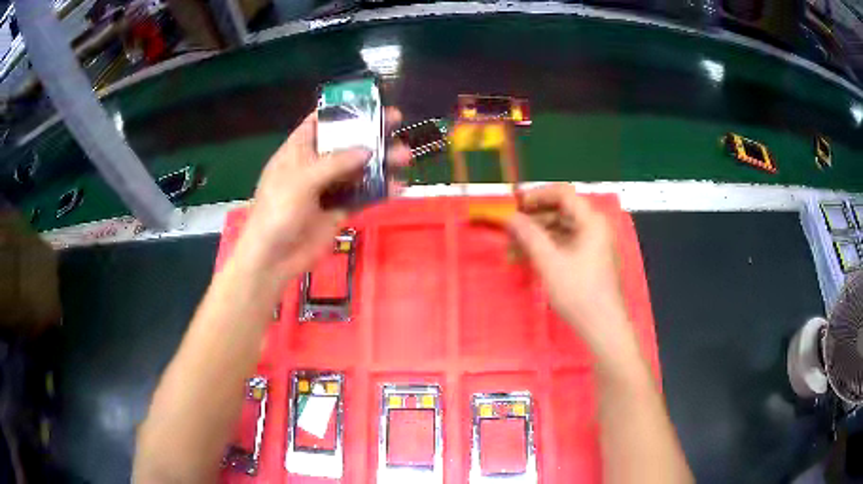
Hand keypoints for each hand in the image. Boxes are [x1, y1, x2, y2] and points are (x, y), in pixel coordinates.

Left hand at [234, 108, 410, 281]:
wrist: (274, 258)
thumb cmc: (277, 212)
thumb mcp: (301, 180)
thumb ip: (334, 163)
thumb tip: (367, 151)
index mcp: (298, 151)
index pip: (320, 122)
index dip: (342, 111)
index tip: (368, 103)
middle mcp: (314, 166)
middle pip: (345, 143)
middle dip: (370, 133)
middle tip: (397, 121)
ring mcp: (327, 189)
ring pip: (358, 169)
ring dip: (380, 162)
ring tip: (405, 156)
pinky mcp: (338, 211)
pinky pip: (362, 196)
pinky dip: (380, 191)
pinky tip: (398, 186)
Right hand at [508, 184, 632, 353]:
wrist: (602, 326)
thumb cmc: (579, 292)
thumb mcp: (550, 262)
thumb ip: (529, 235)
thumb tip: (509, 217)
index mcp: (591, 221)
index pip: (563, 193)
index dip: (537, 195)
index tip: (514, 205)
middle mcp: (593, 227)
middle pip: (560, 210)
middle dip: (533, 218)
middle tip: (509, 228)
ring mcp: (591, 243)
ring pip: (560, 228)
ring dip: (536, 235)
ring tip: (512, 247)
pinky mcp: (587, 259)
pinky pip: (564, 244)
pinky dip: (545, 248)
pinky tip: (526, 258)